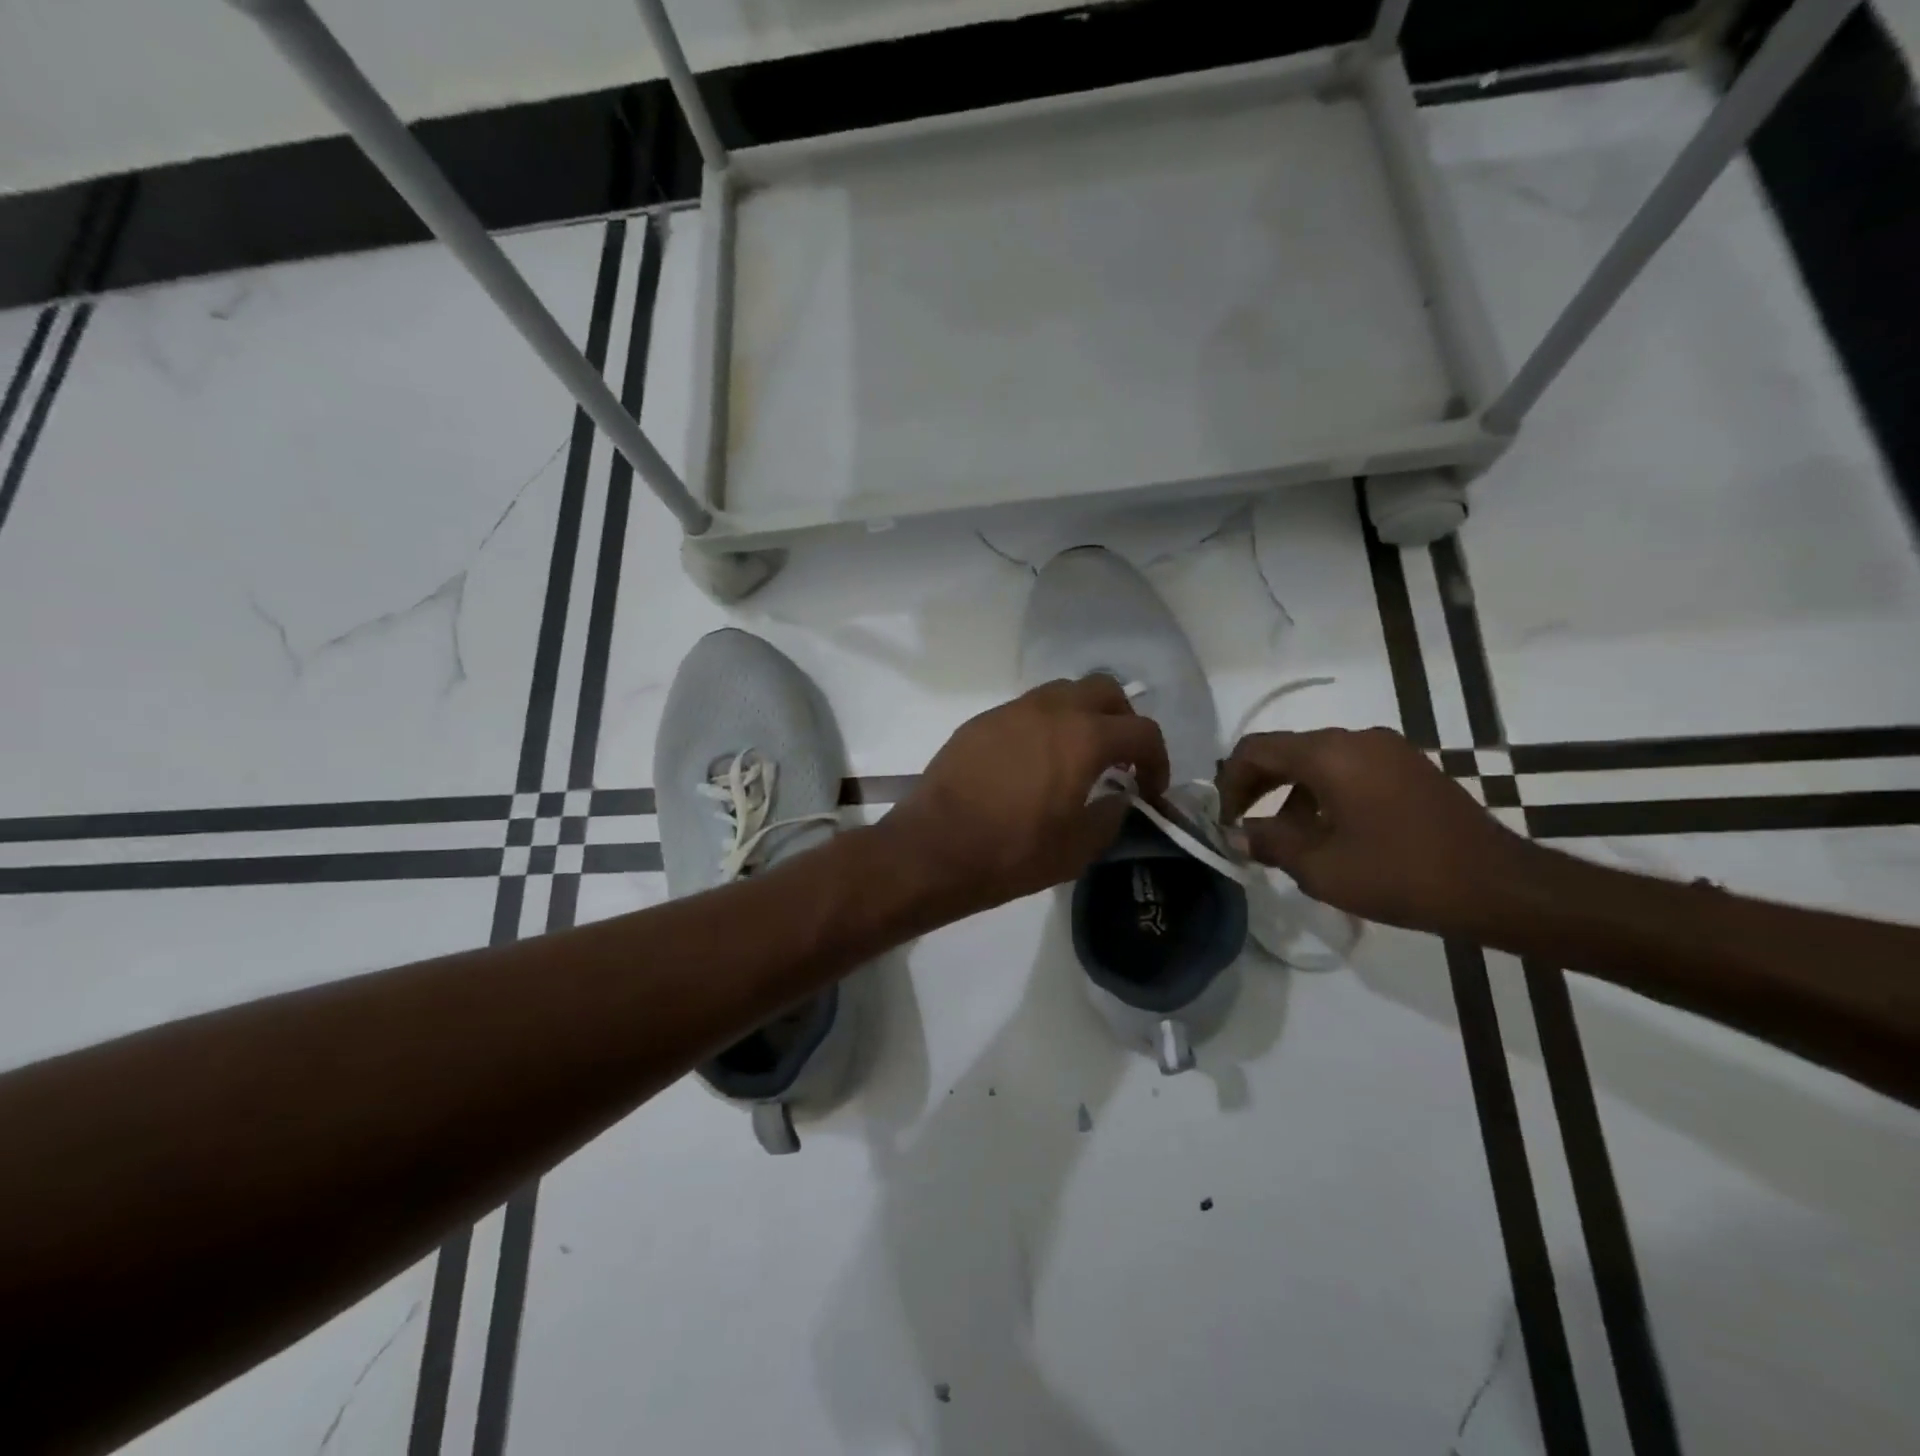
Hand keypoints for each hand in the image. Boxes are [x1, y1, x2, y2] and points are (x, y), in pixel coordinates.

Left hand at [883, 676, 1168, 916]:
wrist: (934, 848)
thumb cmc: (1012, 853)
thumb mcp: (1077, 849)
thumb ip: (1110, 816)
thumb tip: (1118, 797)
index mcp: (1083, 737)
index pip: (1142, 731)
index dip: (1158, 760)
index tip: (1150, 790)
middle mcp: (1050, 710)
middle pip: (1104, 690)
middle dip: (1122, 720)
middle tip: (1119, 758)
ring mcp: (1011, 710)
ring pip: (1062, 692)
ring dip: (1081, 717)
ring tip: (1076, 757)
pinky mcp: (981, 721)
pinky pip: (1025, 710)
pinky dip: (1044, 726)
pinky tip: (1033, 763)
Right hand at [1217, 727, 1536, 935]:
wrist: (1499, 887)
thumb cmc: (1400, 874)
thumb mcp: (1320, 867)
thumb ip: (1269, 842)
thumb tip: (1238, 834)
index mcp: (1329, 753)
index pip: (1256, 749)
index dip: (1229, 782)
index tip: (1223, 819)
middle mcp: (1357, 738)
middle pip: (1286, 751)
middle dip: (1257, 787)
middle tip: (1242, 826)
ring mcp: (1388, 750)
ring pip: (1317, 762)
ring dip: (1290, 794)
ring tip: (1284, 840)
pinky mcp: (1409, 768)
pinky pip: (1349, 770)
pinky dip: (1323, 794)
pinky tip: (1327, 834)